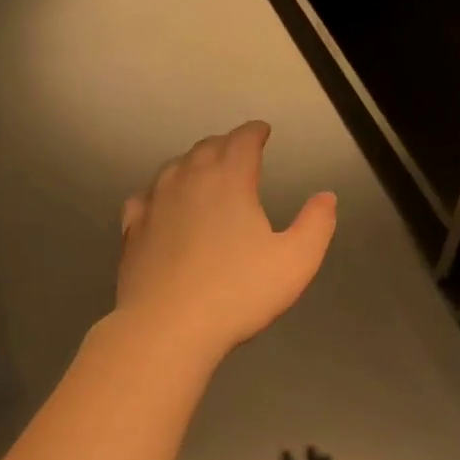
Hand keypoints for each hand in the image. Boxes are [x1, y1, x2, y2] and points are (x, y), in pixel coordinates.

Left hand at [117, 121, 336, 361]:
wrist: (167, 327)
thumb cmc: (238, 293)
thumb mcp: (295, 262)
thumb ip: (316, 225)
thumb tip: (326, 197)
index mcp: (229, 180)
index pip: (242, 141)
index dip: (254, 133)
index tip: (262, 131)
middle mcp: (188, 180)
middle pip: (206, 148)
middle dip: (225, 145)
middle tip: (237, 151)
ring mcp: (154, 204)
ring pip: (173, 169)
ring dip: (192, 164)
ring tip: (204, 173)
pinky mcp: (132, 231)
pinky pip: (145, 198)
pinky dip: (159, 193)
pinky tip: (161, 204)